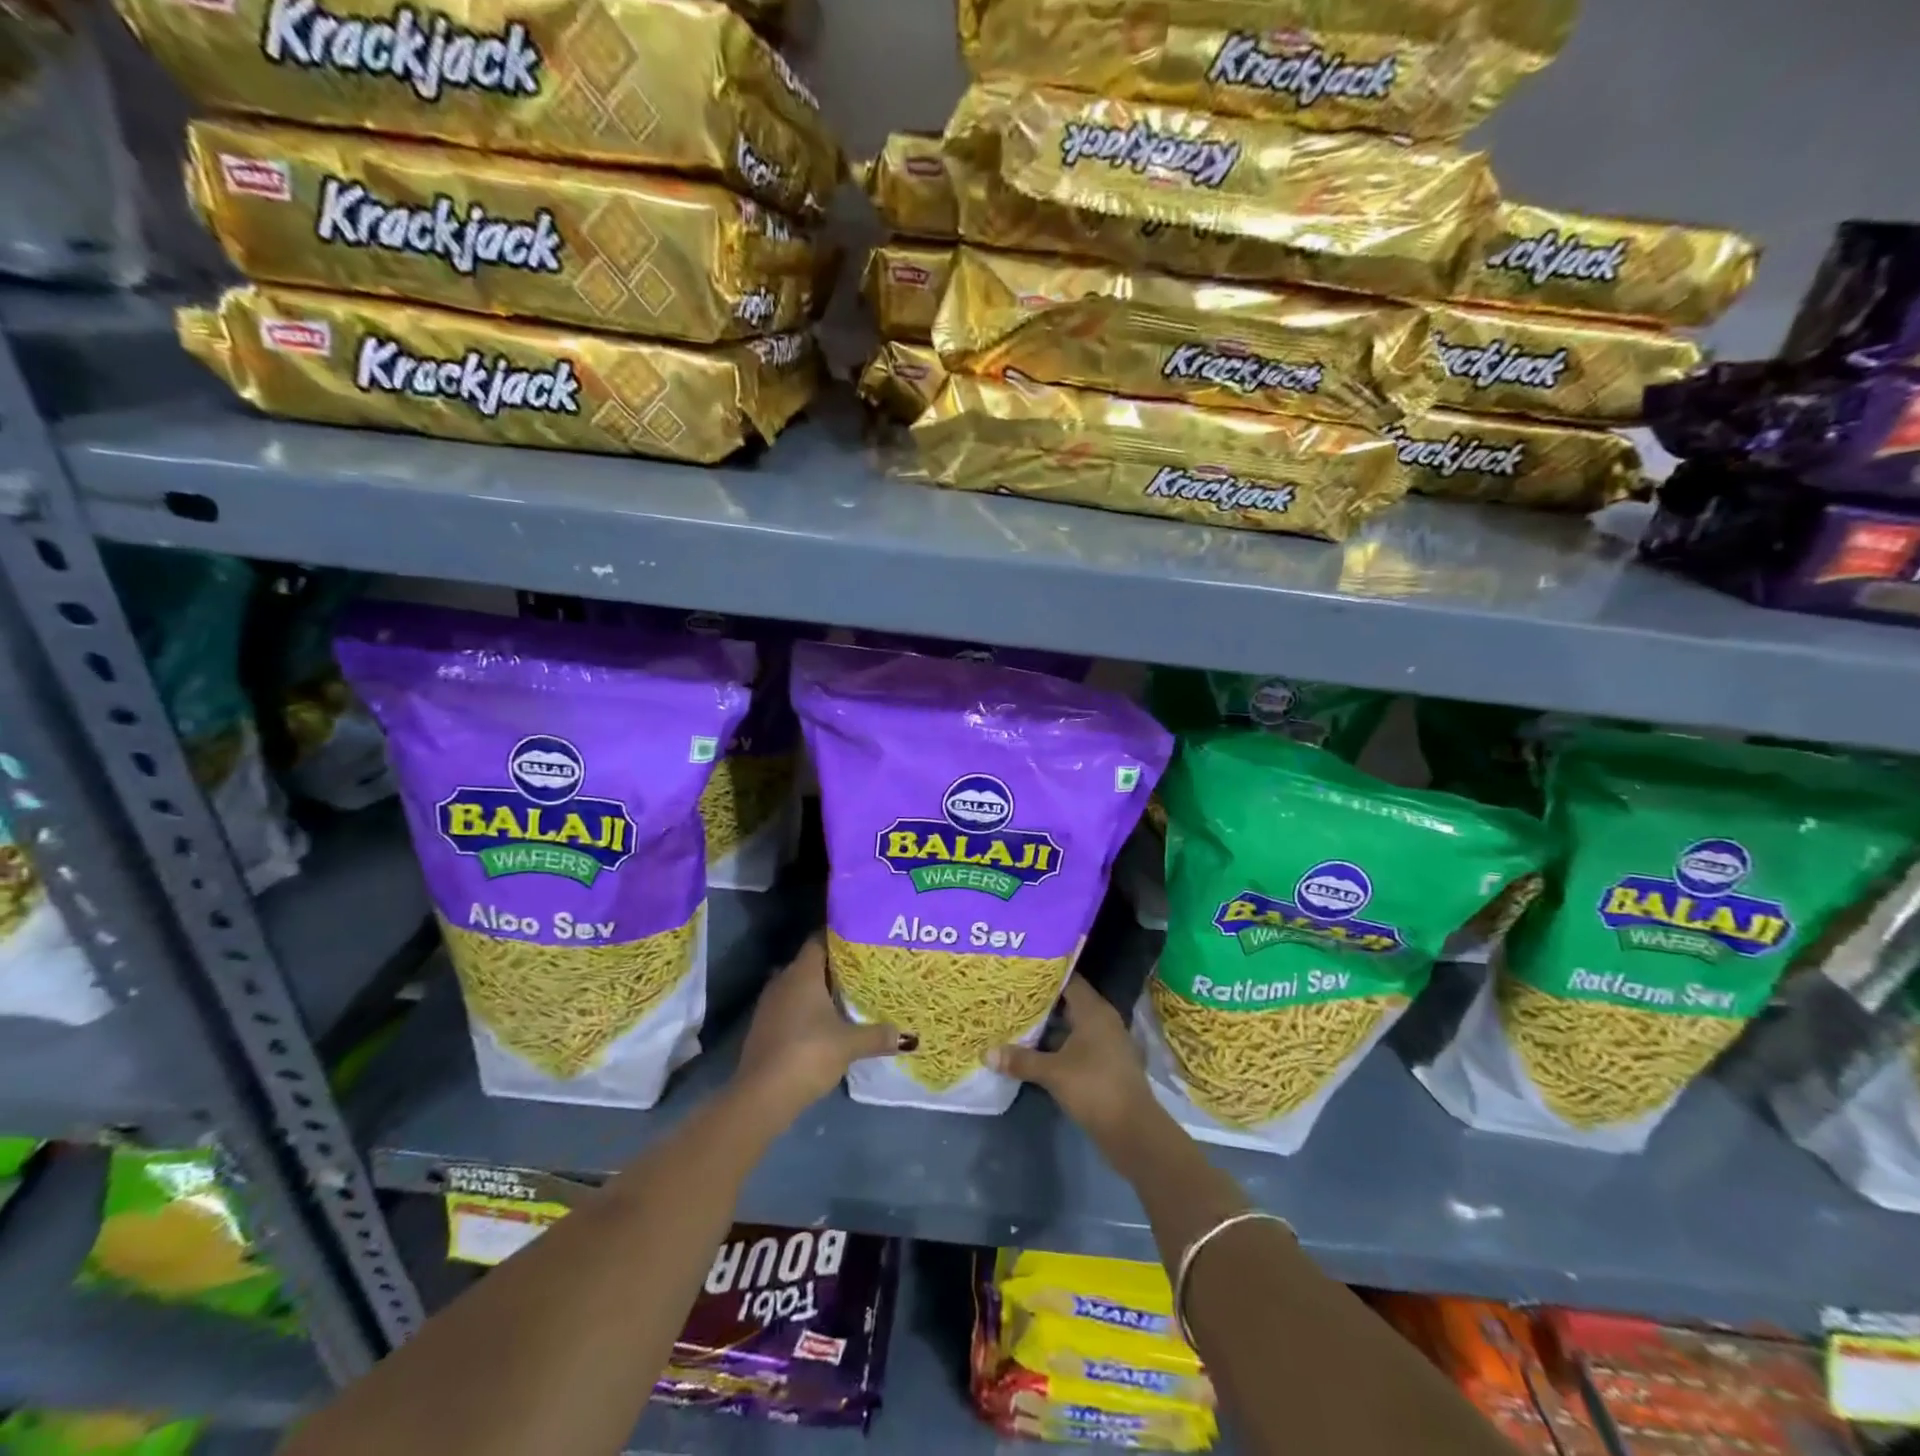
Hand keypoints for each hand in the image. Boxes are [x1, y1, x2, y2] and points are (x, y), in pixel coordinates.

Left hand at [734, 937, 910, 1117]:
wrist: (762, 1095)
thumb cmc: (808, 1054)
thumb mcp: (850, 1044)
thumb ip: (878, 1036)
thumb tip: (908, 1037)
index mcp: (802, 973)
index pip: (819, 940)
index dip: (839, 937)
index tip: (861, 939)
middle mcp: (783, 981)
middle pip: (810, 963)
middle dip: (834, 966)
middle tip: (863, 969)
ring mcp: (770, 1005)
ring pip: (798, 986)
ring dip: (819, 990)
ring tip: (848, 995)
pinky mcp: (764, 1027)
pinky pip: (790, 1007)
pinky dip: (806, 1010)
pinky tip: (825, 1022)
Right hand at [989, 975, 1158, 1149]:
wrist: (1133, 1130)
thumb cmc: (1094, 1088)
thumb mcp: (1053, 1073)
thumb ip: (1021, 1060)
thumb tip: (987, 1052)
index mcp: (1094, 1010)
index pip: (1068, 980)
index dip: (1044, 976)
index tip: (1019, 974)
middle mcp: (1103, 1019)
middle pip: (1069, 1002)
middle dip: (1042, 1002)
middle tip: (1012, 997)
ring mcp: (1106, 1042)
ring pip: (1073, 1025)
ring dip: (1049, 1026)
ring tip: (1017, 1021)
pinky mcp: (1105, 1063)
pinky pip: (1078, 1044)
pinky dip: (1059, 1044)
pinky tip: (1036, 1050)